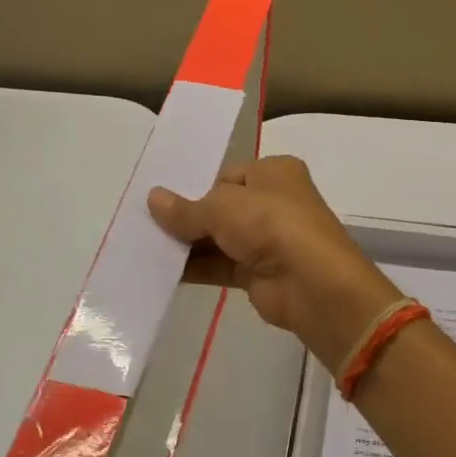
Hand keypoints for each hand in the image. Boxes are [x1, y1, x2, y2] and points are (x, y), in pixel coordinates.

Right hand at [148, 157, 400, 371]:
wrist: (312, 284)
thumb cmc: (271, 224)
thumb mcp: (222, 207)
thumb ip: (186, 208)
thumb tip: (152, 199)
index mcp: (275, 172)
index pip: (227, 175)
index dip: (196, 186)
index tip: (161, 200)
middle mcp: (274, 202)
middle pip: (221, 207)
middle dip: (187, 217)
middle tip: (144, 223)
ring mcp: (267, 239)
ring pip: (219, 238)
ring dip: (187, 244)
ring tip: (143, 246)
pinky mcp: (259, 273)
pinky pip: (220, 266)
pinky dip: (195, 267)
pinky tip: (161, 270)